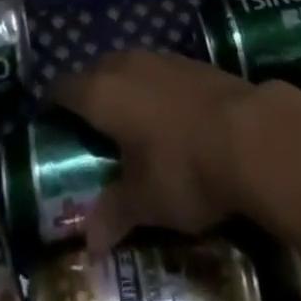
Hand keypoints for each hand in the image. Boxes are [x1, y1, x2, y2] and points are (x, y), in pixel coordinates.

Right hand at [52, 51, 256, 251]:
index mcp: (101, 92)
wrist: (249, 134)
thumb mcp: (145, 202)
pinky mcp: (190, 61)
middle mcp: (125, 64)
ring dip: (122, 90)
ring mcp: (159, 57)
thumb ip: (113, 214)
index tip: (50, 125)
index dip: (52, 105)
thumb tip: (89, 243)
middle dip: (88, 97)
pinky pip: (156, 71)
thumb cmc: (182, 167)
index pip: (63, 88)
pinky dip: (151, 90)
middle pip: (94, 72)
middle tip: (89, 132)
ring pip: (127, 67)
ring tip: (127, 124)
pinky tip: (166, 117)